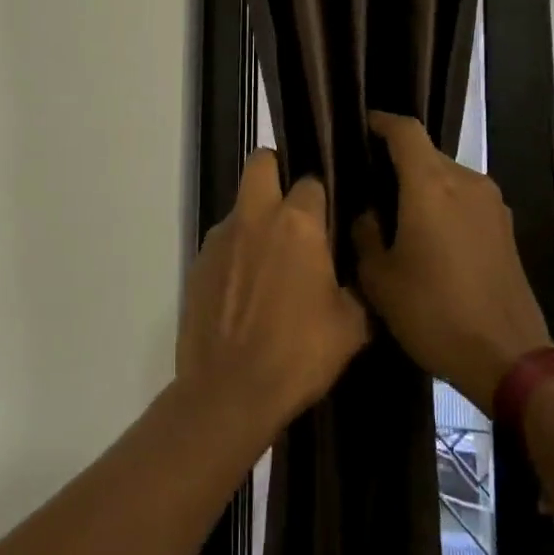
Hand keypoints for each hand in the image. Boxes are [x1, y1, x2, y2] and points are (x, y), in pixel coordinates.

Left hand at [178, 150, 370, 432]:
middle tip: (292, 207)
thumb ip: (356, 287)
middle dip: (276, 171)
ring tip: (271, 264)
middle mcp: (255, 217)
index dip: (322, 196)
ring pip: (240, 206)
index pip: (311, 181)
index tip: (329, 217)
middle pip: (261, 163)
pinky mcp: (197, 263)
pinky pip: (223, 243)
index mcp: (297, 223)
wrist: (229, 392)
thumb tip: (353, 275)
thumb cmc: (299, 354)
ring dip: (256, 221)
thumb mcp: (351, 326)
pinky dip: (236, 254)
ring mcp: (220, 239)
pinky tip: (246, 292)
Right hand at [353, 112, 553, 414]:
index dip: (381, 122)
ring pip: (447, 178)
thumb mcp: (380, 279)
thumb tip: (368, 214)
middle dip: (397, 161)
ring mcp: (492, 205)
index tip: (361, 126)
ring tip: (395, 214)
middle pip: (427, 154)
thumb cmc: (434, 313)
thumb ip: (365, 234)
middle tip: (368, 184)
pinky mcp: (506, 229)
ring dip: (421, 186)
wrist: (509, 359)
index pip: (406, 131)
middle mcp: (466, 182)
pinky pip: (465, 200)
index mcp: (431, 185)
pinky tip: (427, 237)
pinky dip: (442, 205)